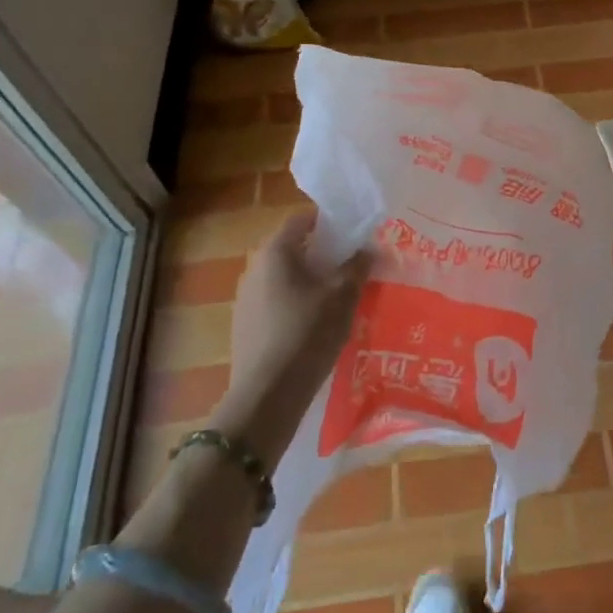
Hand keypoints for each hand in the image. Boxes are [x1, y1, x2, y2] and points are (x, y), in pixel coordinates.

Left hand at [210, 212, 372, 465]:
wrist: (268, 394)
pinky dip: (298, 304)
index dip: (330, 221)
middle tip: (354, 266)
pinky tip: (318, 325)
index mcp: (275, 252)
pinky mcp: (246, 326)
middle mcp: (254, 268)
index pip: (302, 219)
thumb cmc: (308, 333)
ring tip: (341, 297)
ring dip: (312, 281)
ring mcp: (246, 298)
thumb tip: (367, 249)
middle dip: (324, 254)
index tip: (355, 232)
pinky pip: (278, 302)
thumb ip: (357, 266)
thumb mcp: (343, 296)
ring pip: (286, 278)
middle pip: (294, 248)